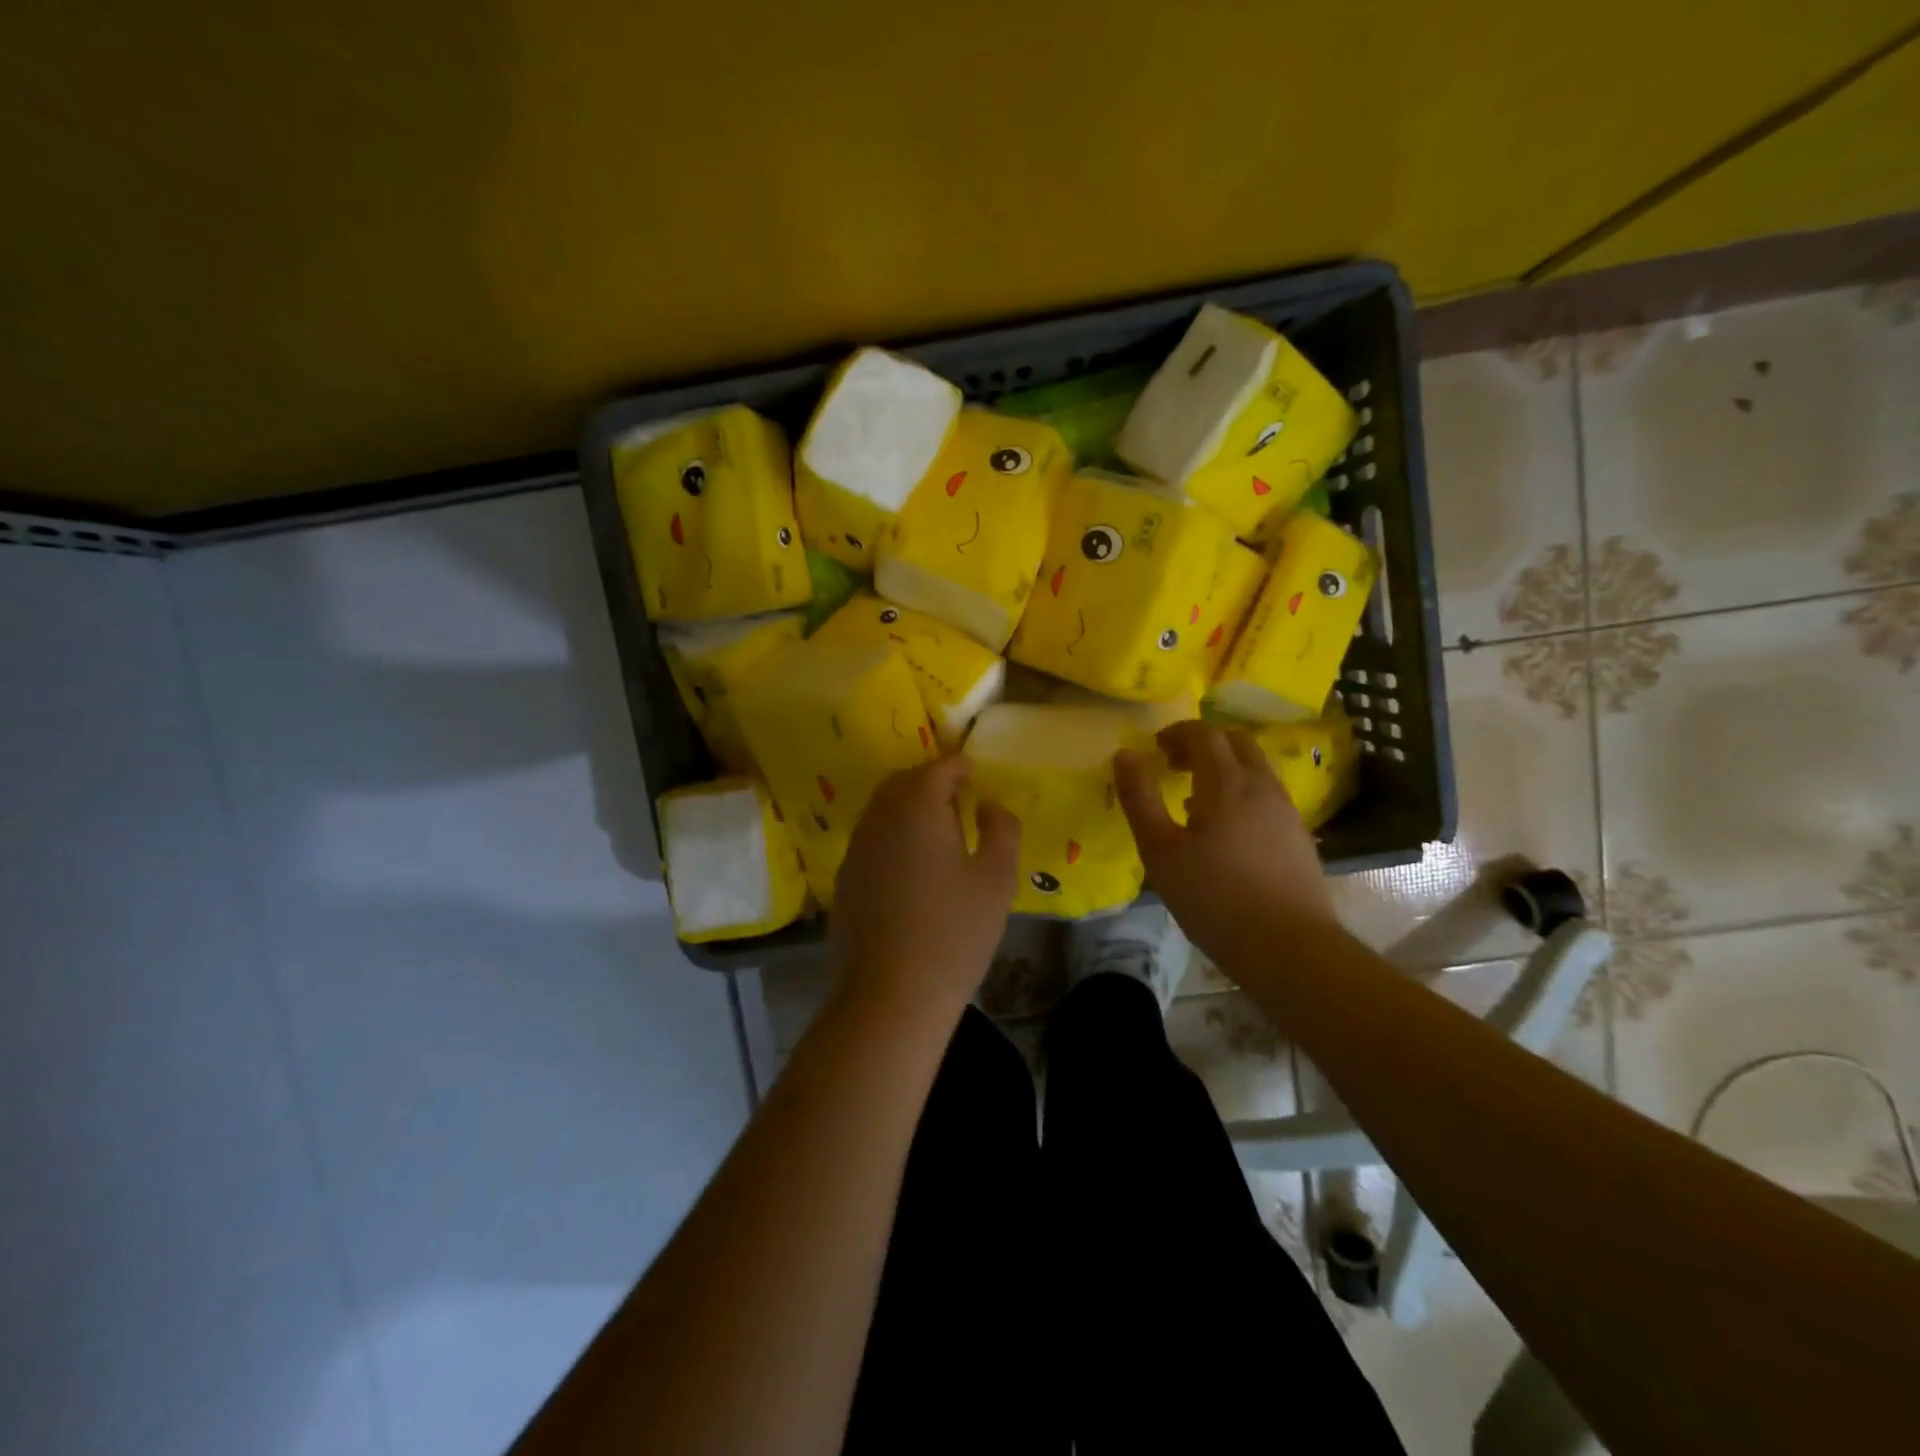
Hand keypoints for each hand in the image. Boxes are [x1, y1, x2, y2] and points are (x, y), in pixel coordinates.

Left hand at [827, 756, 1020, 1021]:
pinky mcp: (845, 881)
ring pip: (882, 810)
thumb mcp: (996, 879)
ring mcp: (855, 850)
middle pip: (903, 783)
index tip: (976, 774)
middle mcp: (878, 819)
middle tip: (958, 798)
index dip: (959, 766)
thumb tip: (988, 804)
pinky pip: (871, 840)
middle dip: (930, 782)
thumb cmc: (953, 934)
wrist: (888, 997)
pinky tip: (912, 868)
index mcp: (916, 808)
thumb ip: (1001, 829)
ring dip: (908, 808)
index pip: (937, 769)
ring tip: (939, 832)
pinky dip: (892, 837)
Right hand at [1113, 720, 1337, 973]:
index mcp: (1227, 782)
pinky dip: (1242, 794)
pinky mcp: (1299, 837)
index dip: (1177, 733)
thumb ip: (1140, 798)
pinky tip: (1226, 832)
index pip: (1204, 733)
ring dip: (1224, 769)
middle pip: (1236, 742)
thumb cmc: (1214, 897)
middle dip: (1203, 744)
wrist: (1288, 947)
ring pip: (1255, 769)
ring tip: (1196, 800)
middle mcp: (1262, 786)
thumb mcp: (1160, 850)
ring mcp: (1286, 811)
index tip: (1155, 748)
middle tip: (1175, 766)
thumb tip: (1125, 754)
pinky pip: (1266, 796)